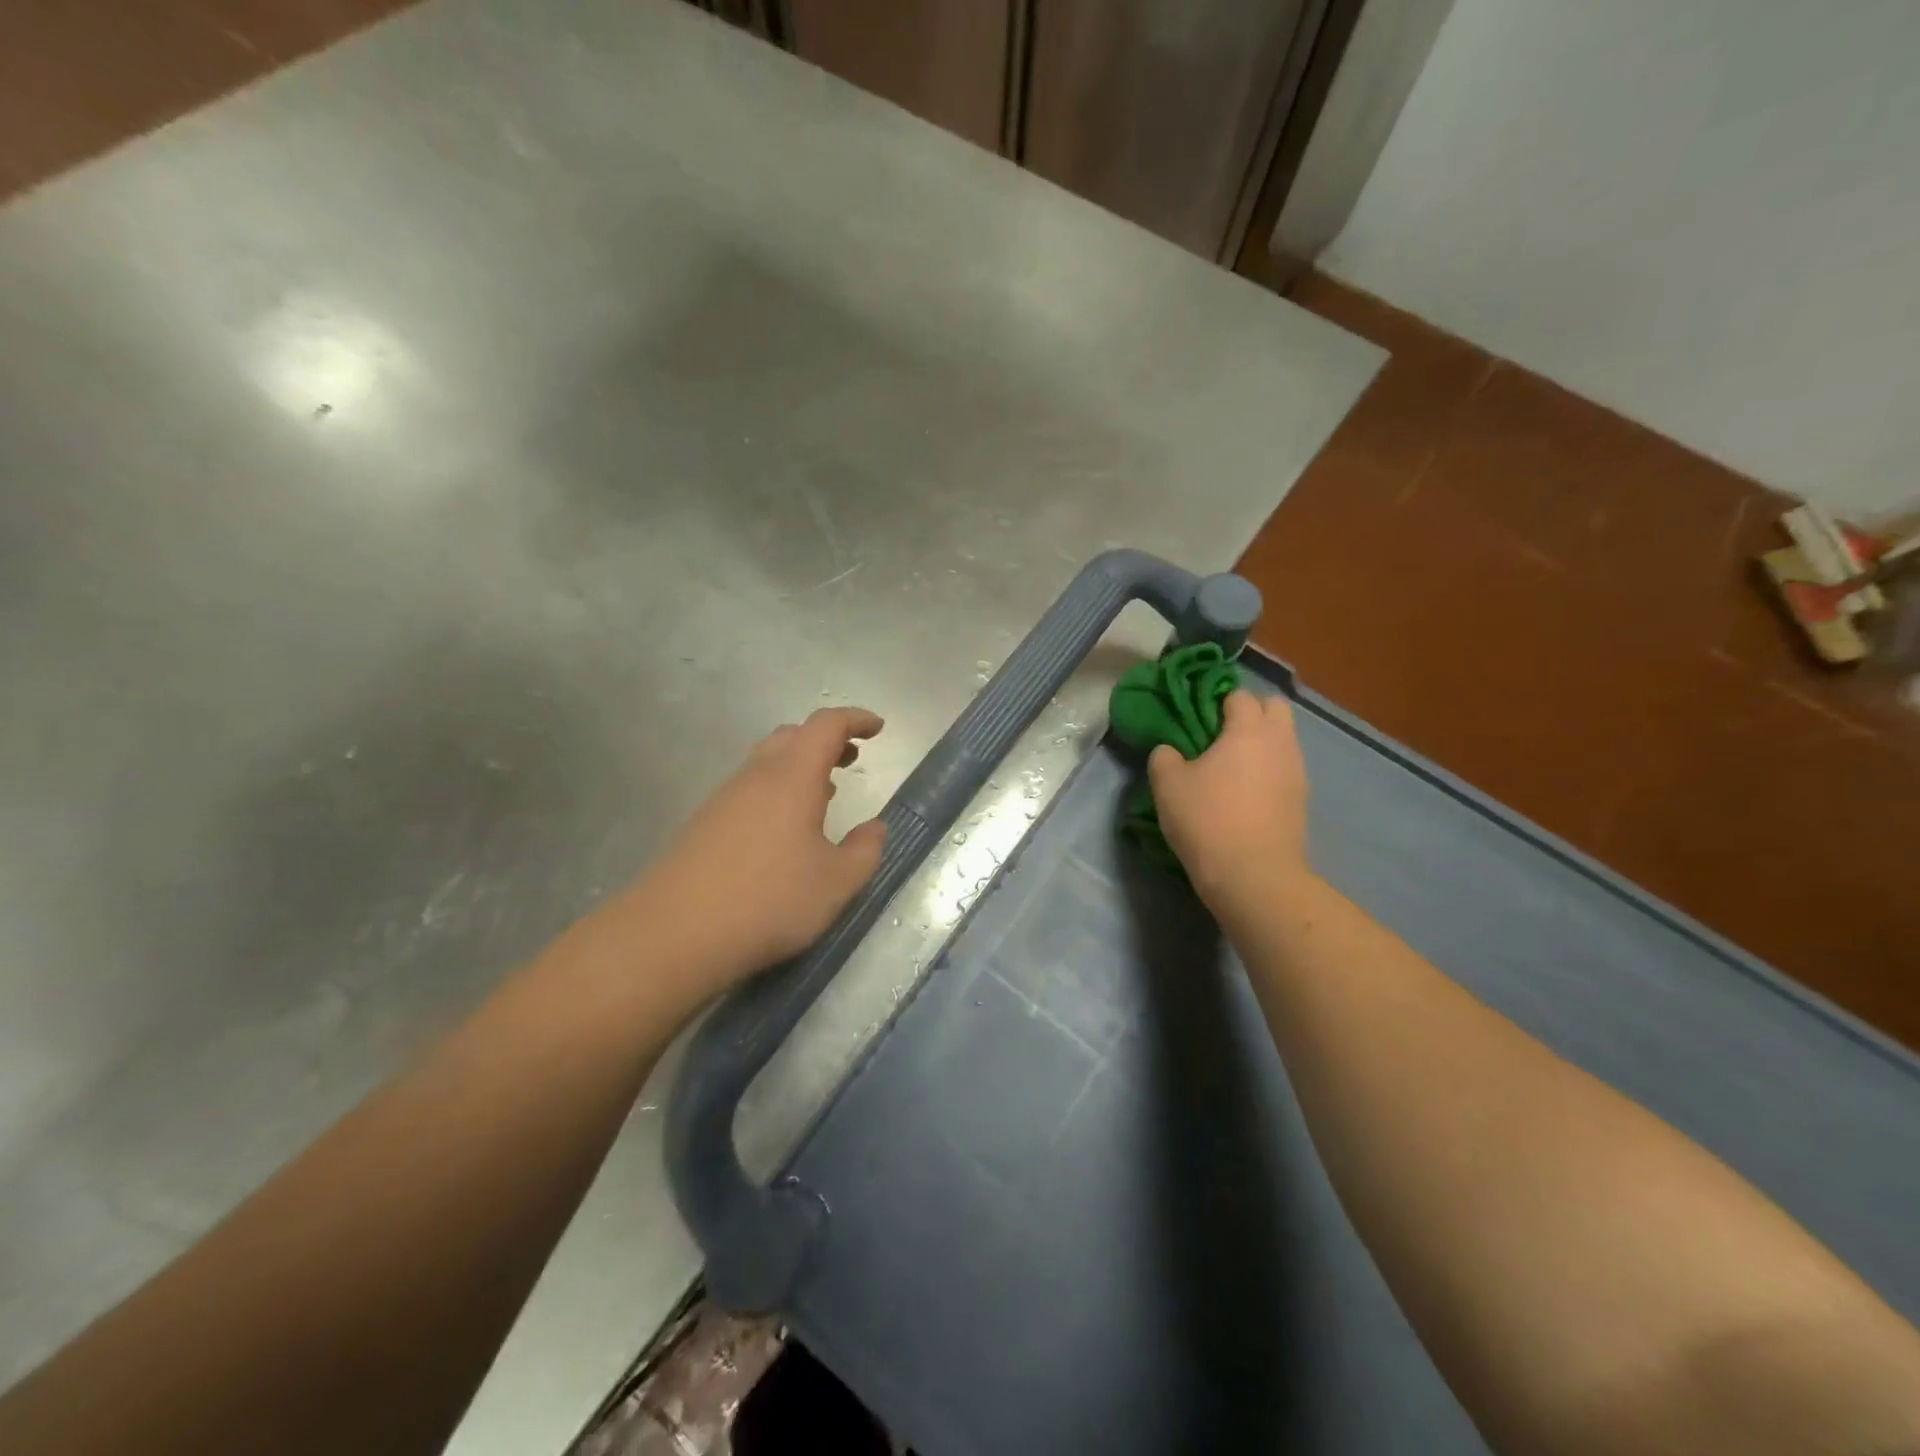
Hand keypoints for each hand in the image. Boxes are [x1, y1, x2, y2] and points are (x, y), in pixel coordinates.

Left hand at [640, 707, 888, 985]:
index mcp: (792, 777)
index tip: (877, 727)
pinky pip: (749, 789)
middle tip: (851, 758)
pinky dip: (777, 791)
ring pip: (767, 762)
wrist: (674, 934)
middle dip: (826, 740)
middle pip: (792, 736)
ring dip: (800, 766)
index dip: (854, 719)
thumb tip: (875, 828)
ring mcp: (724, 799)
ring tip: (825, 793)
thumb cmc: (768, 900)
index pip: (826, 726)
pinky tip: (785, 829)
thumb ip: (865, 851)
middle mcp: (756, 777)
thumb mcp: (836, 883)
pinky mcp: (704, 825)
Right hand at [1148, 690, 1311, 906]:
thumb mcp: (1167, 784)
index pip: (1239, 695)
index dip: (1217, 702)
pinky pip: (1286, 770)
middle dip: (1251, 713)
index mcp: (1248, 729)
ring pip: (1284, 740)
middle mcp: (1280, 742)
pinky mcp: (1302, 801)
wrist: (1254, 875)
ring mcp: (1297, 772)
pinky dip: (1269, 771)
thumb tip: (1171, 751)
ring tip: (1232, 768)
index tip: (1198, 719)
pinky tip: (1247, 794)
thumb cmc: (1207, 819)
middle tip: (1220, 736)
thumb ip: (1165, 756)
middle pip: (1275, 708)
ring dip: (1262, 744)